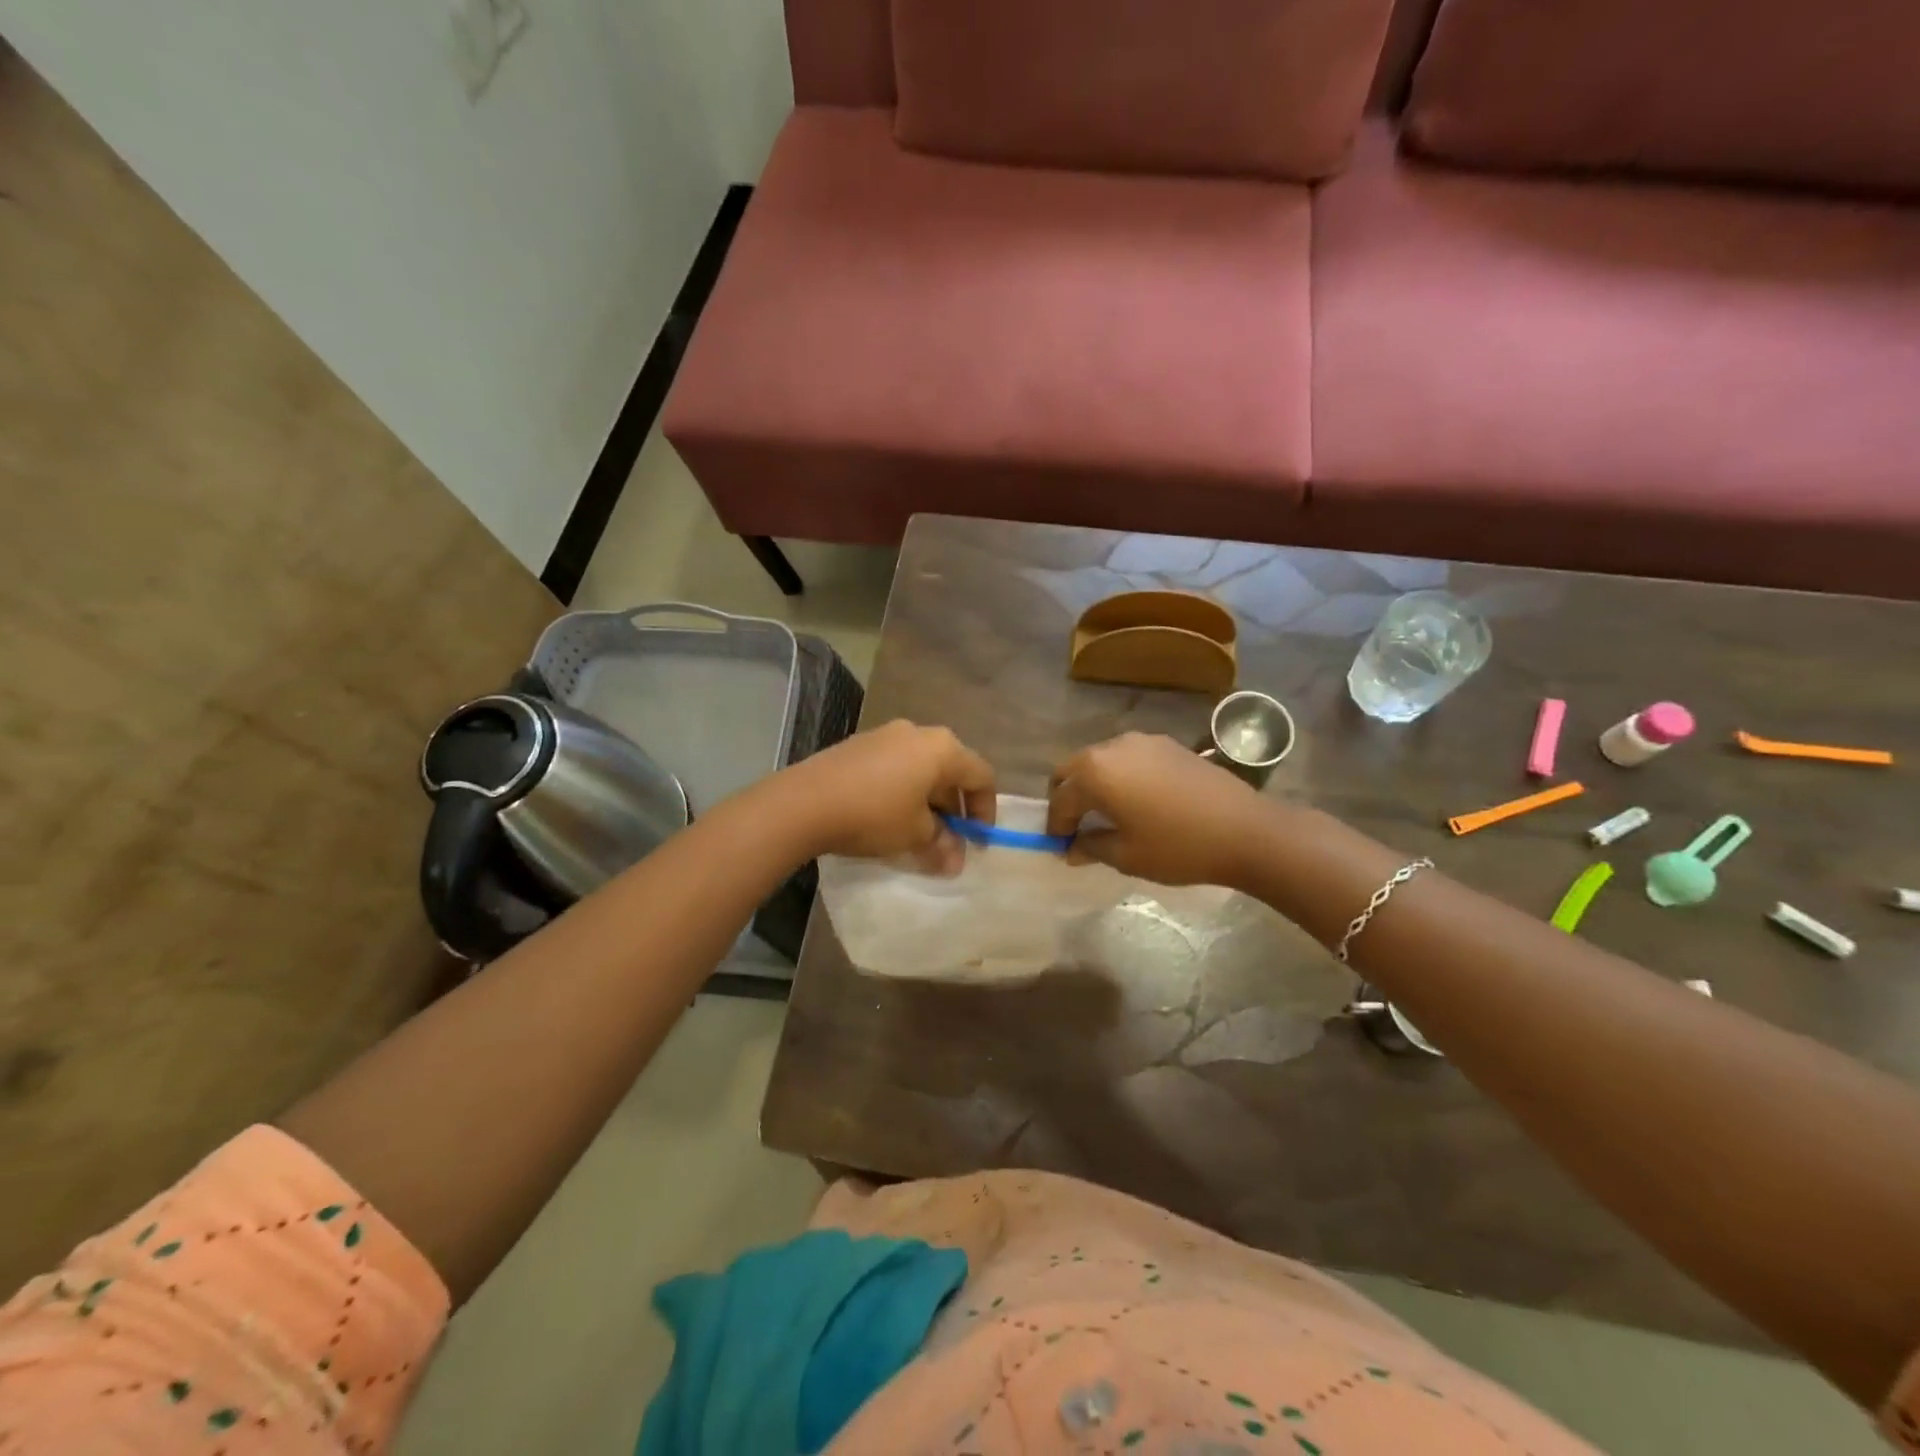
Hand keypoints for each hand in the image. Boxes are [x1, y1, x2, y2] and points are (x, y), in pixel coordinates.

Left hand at [772, 720, 995, 872]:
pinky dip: (902, 790)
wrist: (804, 802)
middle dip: (954, 807)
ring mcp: (885, 735)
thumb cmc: (874, 814)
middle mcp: (918, 733)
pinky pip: (895, 766)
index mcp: (942, 749)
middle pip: (951, 770)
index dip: (985, 811)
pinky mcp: (859, 745)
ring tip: (918, 832)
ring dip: (927, 800)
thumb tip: (954, 861)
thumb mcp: (914, 836)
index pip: (981, 776)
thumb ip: (942, 846)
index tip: (977, 841)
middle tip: (949, 840)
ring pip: (921, 768)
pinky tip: (888, 816)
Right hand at [1047, 732, 1268, 887]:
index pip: (1061, 798)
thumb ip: (1091, 847)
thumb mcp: (1127, 855)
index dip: (1056, 824)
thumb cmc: (1178, 847)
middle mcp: (1112, 747)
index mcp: (1095, 773)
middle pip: (1073, 769)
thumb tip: (1072, 848)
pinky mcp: (1167, 744)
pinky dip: (1119, 776)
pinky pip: (1128, 758)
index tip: (1059, 846)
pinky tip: (1135, 800)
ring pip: (1100, 760)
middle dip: (1067, 796)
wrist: (1246, 830)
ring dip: (1093, 783)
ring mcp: (1142, 742)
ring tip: (1105, 813)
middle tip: (1073, 826)